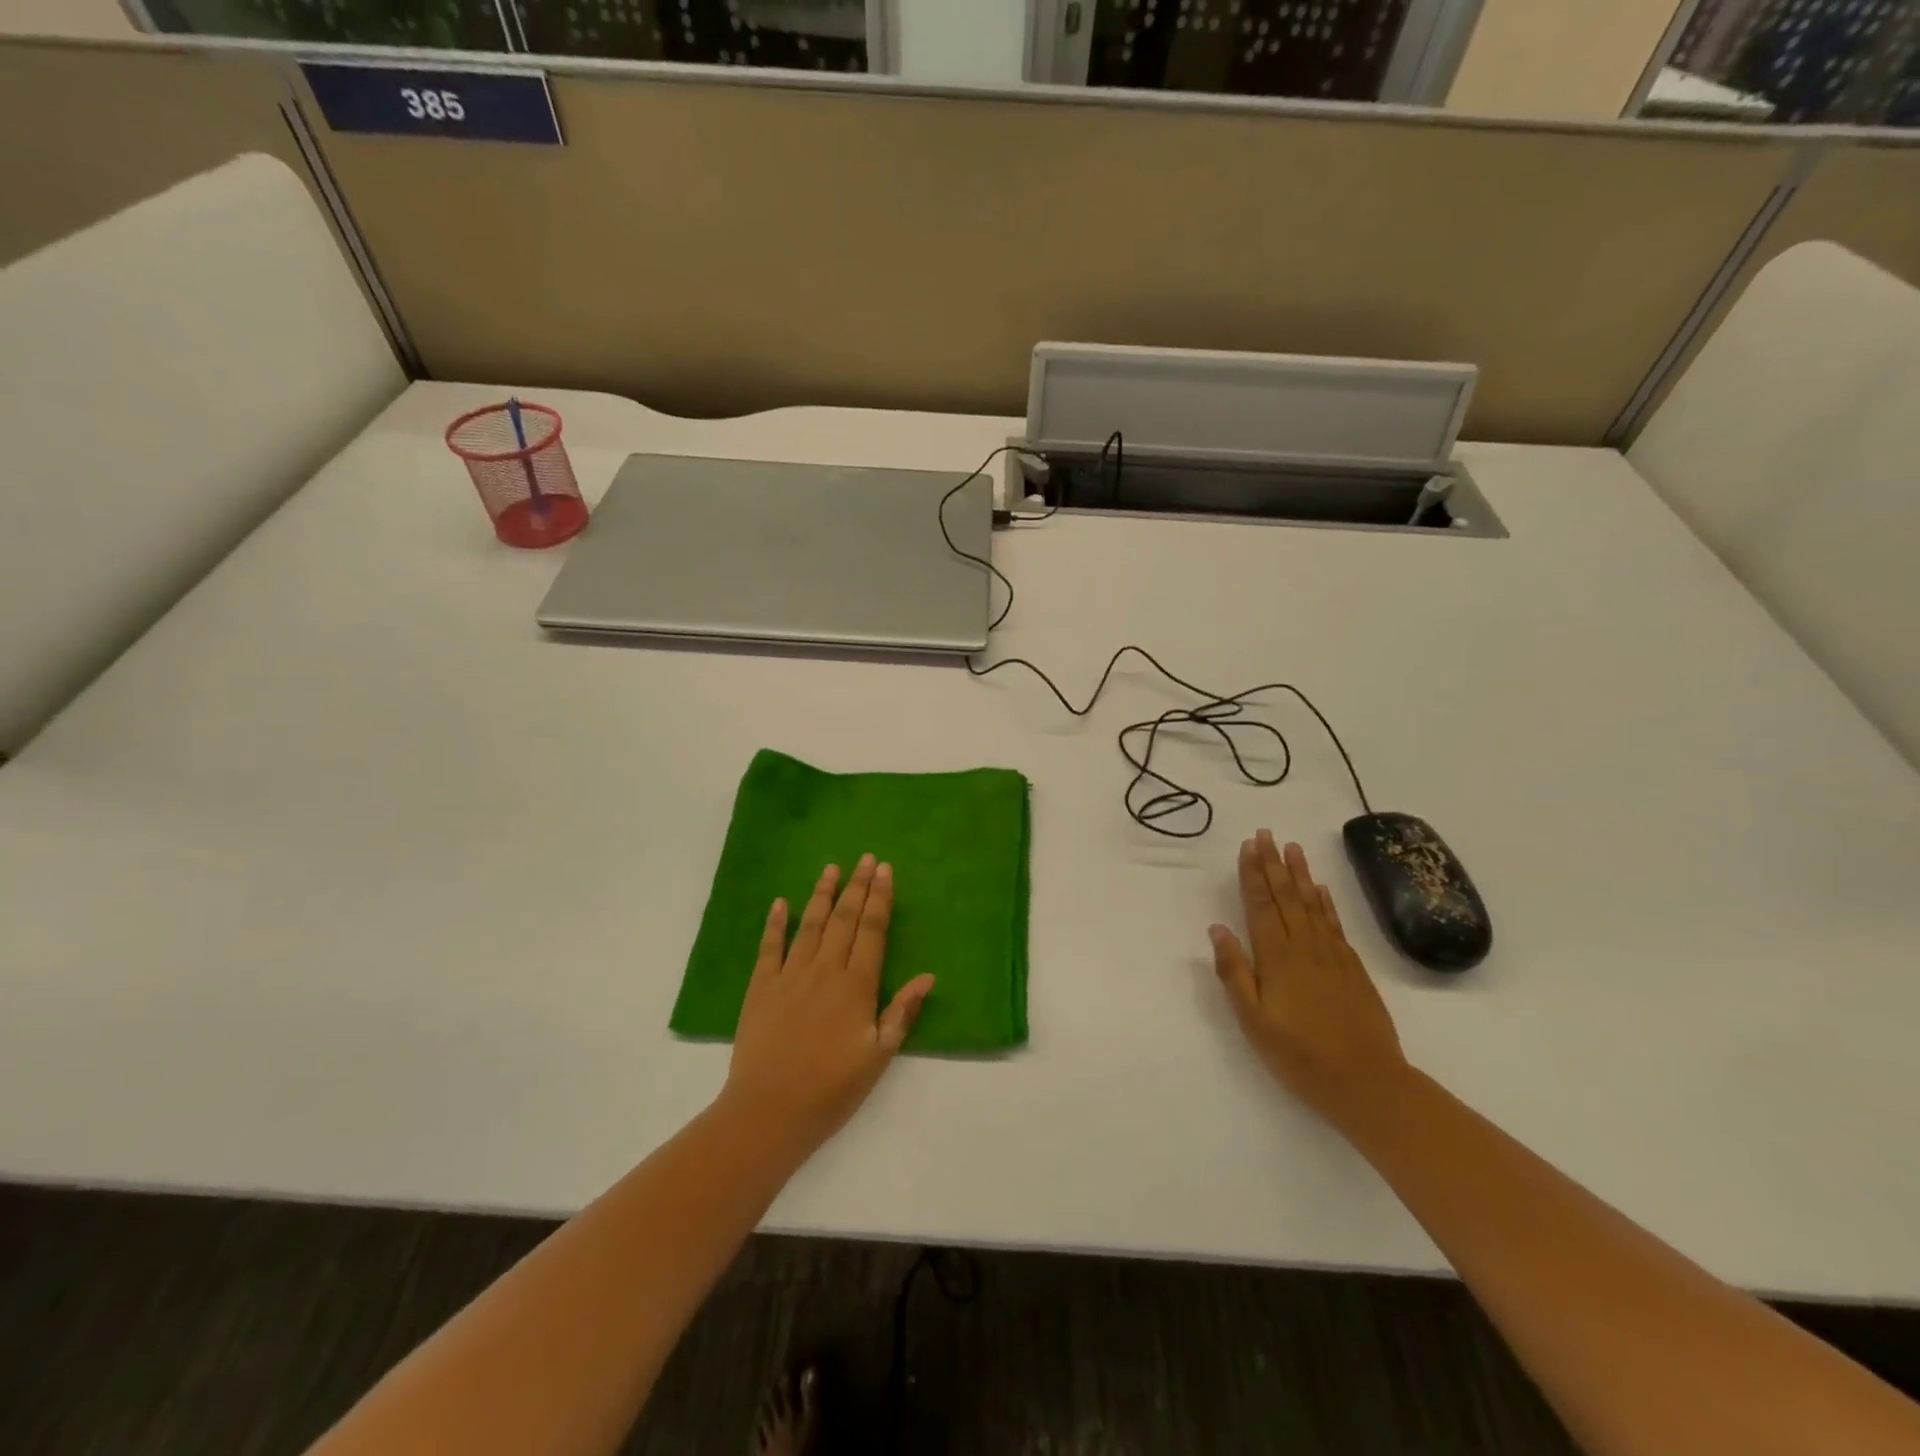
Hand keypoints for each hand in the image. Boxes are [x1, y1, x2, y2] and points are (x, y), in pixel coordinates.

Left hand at [720, 855, 934, 1156]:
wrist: (769, 1110)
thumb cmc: (832, 1087)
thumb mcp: (879, 1055)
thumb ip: (902, 1012)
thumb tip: (928, 976)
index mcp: (856, 985)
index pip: (872, 930)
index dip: (880, 898)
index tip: (885, 870)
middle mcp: (825, 970)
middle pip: (844, 919)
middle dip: (857, 886)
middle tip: (865, 858)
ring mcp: (790, 975)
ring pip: (810, 924)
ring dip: (822, 894)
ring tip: (831, 868)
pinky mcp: (761, 987)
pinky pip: (769, 947)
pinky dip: (775, 923)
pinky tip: (780, 903)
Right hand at [1209, 830, 1410, 1128]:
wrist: (1368, 1083)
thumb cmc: (1300, 1055)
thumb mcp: (1254, 1021)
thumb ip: (1234, 972)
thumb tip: (1217, 929)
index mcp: (1277, 958)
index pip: (1261, 905)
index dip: (1253, 874)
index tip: (1248, 846)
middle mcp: (1304, 947)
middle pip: (1286, 897)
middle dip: (1274, 864)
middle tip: (1266, 834)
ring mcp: (1333, 955)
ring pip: (1312, 904)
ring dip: (1300, 874)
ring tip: (1293, 848)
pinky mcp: (1353, 968)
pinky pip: (1335, 924)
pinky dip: (1326, 902)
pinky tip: (1321, 888)